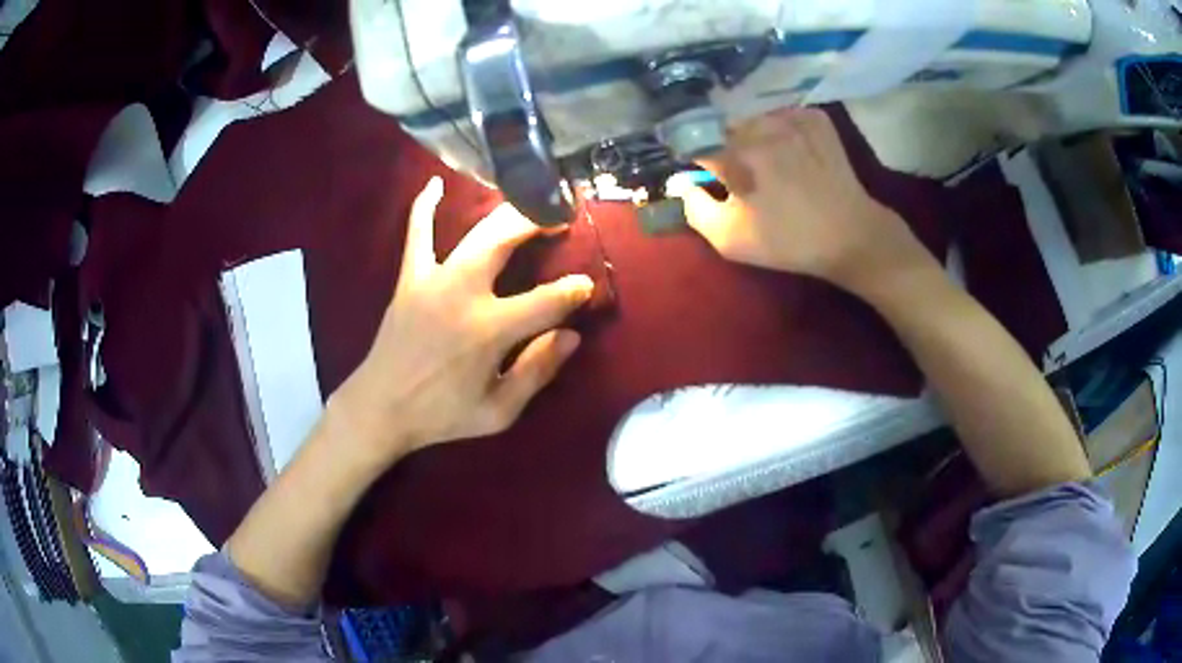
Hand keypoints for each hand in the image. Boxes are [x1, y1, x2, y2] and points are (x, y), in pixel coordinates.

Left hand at [330, 177, 593, 465]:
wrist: (381, 407)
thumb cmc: (441, 414)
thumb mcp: (498, 411)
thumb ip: (537, 372)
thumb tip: (572, 336)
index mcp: (490, 330)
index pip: (547, 300)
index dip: (574, 291)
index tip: (586, 286)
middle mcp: (464, 294)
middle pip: (508, 242)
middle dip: (540, 221)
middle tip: (562, 215)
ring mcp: (433, 280)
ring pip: (476, 233)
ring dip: (507, 213)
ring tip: (530, 199)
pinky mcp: (410, 278)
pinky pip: (416, 234)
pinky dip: (424, 207)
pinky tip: (434, 183)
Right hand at [666, 108, 934, 293]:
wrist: (851, 235)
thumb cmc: (789, 241)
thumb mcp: (731, 239)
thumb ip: (694, 208)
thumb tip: (681, 182)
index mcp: (737, 153)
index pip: (694, 141)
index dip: (695, 159)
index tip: (703, 175)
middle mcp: (761, 125)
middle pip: (726, 128)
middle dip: (727, 149)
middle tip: (743, 176)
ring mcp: (792, 117)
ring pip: (755, 120)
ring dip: (754, 138)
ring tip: (770, 164)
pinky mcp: (815, 118)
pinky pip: (784, 116)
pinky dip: (781, 130)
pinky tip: (792, 153)